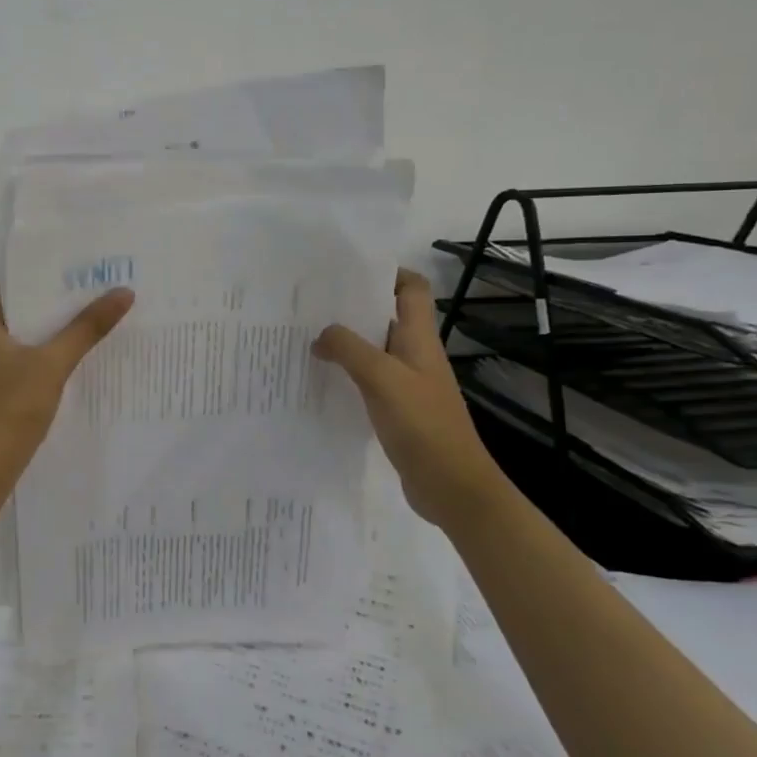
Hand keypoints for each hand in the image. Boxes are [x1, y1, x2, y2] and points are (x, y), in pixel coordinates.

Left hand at [0, 281, 134, 503]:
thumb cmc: (8, 411)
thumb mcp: (50, 366)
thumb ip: (86, 328)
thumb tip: (123, 292)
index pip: (13, 280)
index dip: (46, 268)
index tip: (82, 261)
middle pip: (22, 308)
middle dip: (59, 299)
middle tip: (101, 285)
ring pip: (26, 336)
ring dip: (56, 328)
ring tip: (97, 314)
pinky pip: (25, 361)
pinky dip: (49, 354)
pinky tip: (79, 356)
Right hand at [312, 270, 512, 529]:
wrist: (451, 485)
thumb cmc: (423, 425)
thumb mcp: (383, 379)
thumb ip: (350, 350)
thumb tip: (321, 335)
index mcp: (420, 339)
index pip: (411, 289)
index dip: (387, 273)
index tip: (347, 271)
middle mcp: (415, 355)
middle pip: (386, 316)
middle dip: (352, 306)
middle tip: (311, 304)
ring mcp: (407, 383)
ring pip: (373, 349)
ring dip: (345, 342)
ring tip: (306, 337)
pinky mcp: (397, 409)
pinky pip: (368, 379)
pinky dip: (346, 373)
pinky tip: (321, 379)